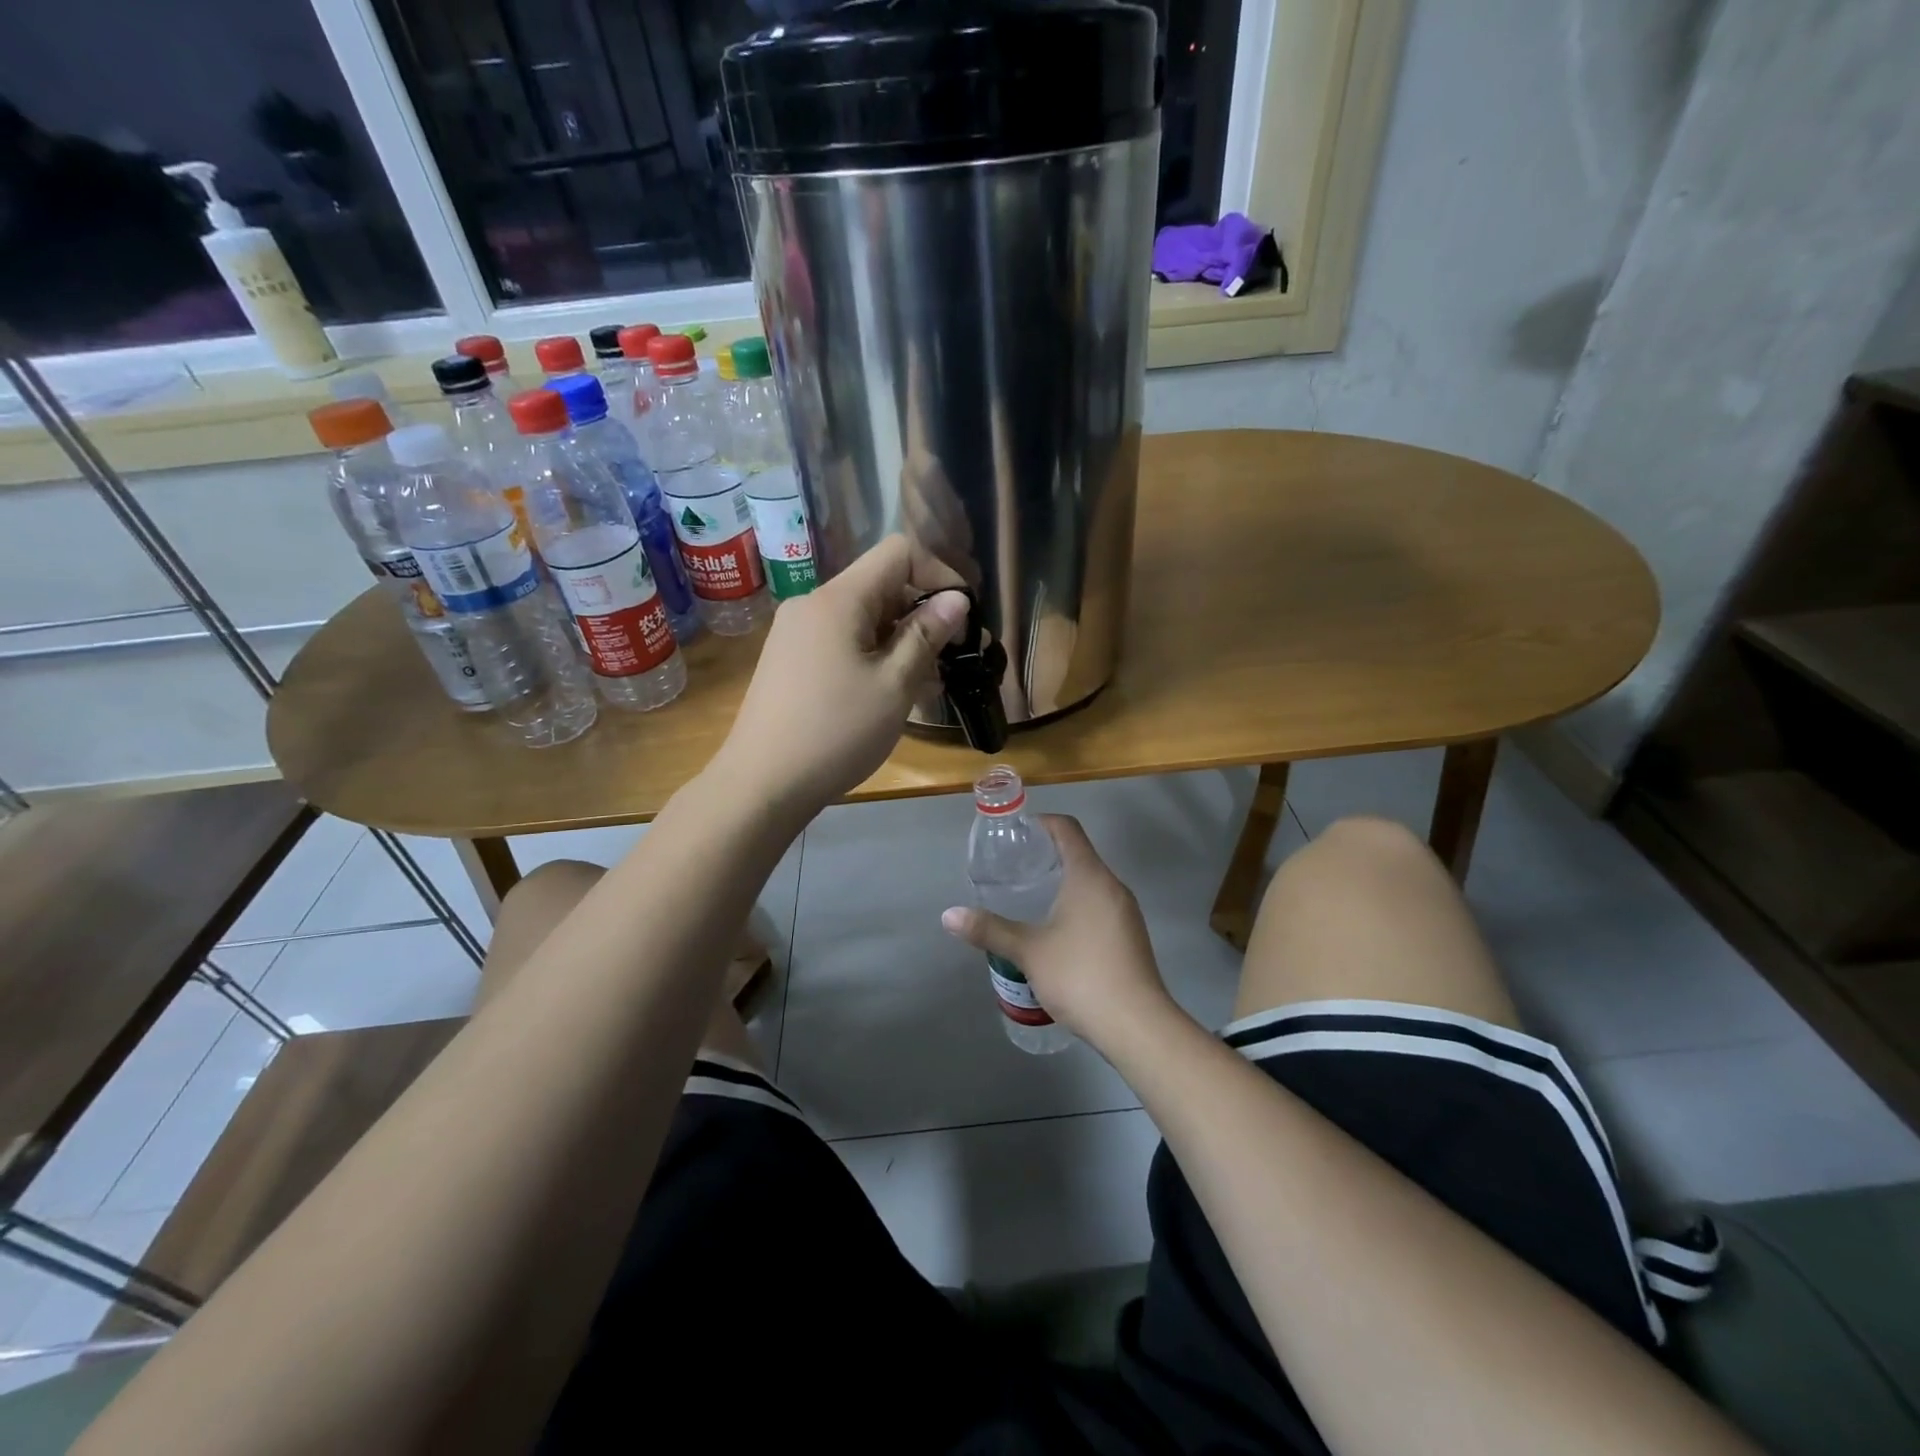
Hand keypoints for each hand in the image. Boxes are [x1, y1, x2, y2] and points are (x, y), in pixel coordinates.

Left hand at [712, 535, 968, 818]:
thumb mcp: (893, 685)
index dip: (939, 574)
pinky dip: (873, 655)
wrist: (761, 784)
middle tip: (953, 658)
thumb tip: (956, 600)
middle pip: (881, 584)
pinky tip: (890, 693)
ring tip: (927, 684)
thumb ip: (926, 636)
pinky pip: (842, 641)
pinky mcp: (790, 660)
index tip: (962, 617)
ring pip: (863, 618)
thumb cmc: (835, 733)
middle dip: (923, 613)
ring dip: (901, 640)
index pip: (898, 552)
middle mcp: (813, 605)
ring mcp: (796, 633)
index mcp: (838, 599)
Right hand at [941, 815, 1179, 1052]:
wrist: (1137, 1026)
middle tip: (1014, 870)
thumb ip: (990, 930)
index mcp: (1090, 876)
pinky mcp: (1131, 937)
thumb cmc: (1080, 976)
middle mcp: (1113, 886)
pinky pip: (1101, 906)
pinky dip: (1077, 906)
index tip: (1017, 834)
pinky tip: (1057, 932)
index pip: (1067, 829)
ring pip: (1092, 883)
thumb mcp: (1028, 951)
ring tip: (1031, 900)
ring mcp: (1127, 913)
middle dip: (1047, 856)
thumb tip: (949, 915)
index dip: (1041, 823)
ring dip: (1063, 883)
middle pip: (1080, 854)